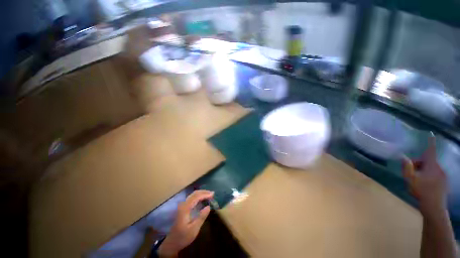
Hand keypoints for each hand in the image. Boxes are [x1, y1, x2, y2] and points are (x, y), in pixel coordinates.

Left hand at [157, 190, 213, 256]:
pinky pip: (192, 198)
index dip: (205, 194)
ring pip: (193, 195)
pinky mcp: (183, 208)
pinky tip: (203, 199)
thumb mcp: (194, 229)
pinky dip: (198, 197)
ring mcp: (183, 206)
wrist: (172, 243)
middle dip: (204, 192)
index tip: (212, 194)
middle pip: (194, 194)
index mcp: (185, 208)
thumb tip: (209, 206)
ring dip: (201, 193)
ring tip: (209, 195)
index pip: (196, 197)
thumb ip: (201, 217)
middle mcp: (183, 205)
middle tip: (212, 193)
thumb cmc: (183, 237)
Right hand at [402, 135, 447, 213]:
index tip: (431, 134)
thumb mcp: (410, 179)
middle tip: (410, 172)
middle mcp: (439, 168)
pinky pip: (435, 175)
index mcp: (432, 166)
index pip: (431, 151)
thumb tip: (403, 157)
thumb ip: (407, 167)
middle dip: (419, 164)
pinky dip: (428, 177)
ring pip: (431, 169)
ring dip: (423, 171)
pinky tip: (424, 185)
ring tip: (416, 180)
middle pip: (428, 161)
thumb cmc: (422, 191)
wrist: (434, 207)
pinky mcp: (444, 183)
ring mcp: (443, 176)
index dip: (430, 142)